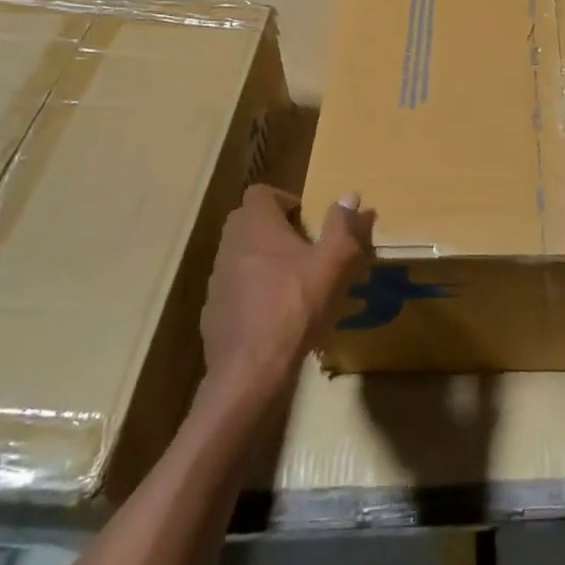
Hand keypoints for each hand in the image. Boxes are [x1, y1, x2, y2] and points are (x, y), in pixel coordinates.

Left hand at [201, 185, 369, 403]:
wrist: (250, 371)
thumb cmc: (294, 307)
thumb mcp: (332, 264)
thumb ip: (344, 227)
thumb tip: (352, 196)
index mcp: (255, 225)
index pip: (261, 192)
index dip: (286, 199)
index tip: (308, 221)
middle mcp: (230, 245)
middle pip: (249, 222)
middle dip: (277, 229)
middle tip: (306, 248)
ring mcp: (217, 280)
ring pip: (242, 255)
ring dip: (265, 260)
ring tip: (295, 283)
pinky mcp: (213, 311)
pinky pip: (236, 289)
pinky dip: (254, 292)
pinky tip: (277, 315)